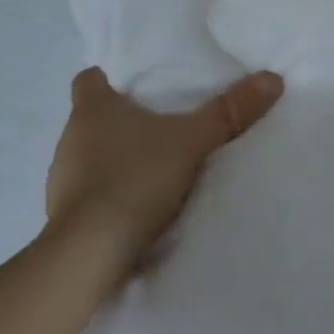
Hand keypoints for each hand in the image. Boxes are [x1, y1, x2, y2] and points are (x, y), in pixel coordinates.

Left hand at [47, 68, 284, 258]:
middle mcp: (69, 140)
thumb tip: (273, 78)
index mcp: (91, 111)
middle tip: (159, 126)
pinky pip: (88, 197)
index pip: (87, 80)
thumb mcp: (192, 141)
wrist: (88, 256)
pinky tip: (137, 208)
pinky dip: (109, 197)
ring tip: (153, 169)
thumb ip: (229, 112)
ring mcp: (60, 182)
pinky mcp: (63, 220)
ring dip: (114, 162)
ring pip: (89, 159)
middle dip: (120, 122)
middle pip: (91, 120)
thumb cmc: (134, 179)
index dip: (107, 79)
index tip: (131, 86)